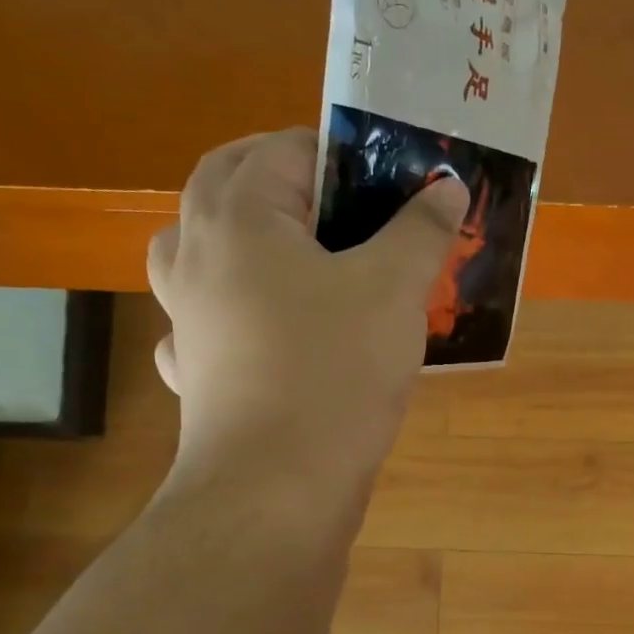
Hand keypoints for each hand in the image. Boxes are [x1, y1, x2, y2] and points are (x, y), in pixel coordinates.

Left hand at [148, 128, 467, 495]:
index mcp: (240, 218)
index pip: (281, 149)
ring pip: (197, 253)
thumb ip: (420, 231)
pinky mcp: (196, 373)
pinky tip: (260, 334)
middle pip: (225, 186)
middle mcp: (197, 256)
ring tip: (288, 256)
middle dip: (279, 180)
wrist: (277, 484)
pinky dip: (227, 315)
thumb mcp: (394, 290)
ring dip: (235, 239)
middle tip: (338, 202)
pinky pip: (203, 324)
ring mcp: (187, 318)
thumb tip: (446, 185)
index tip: (383, 175)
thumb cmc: (334, 370)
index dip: (336, 151)